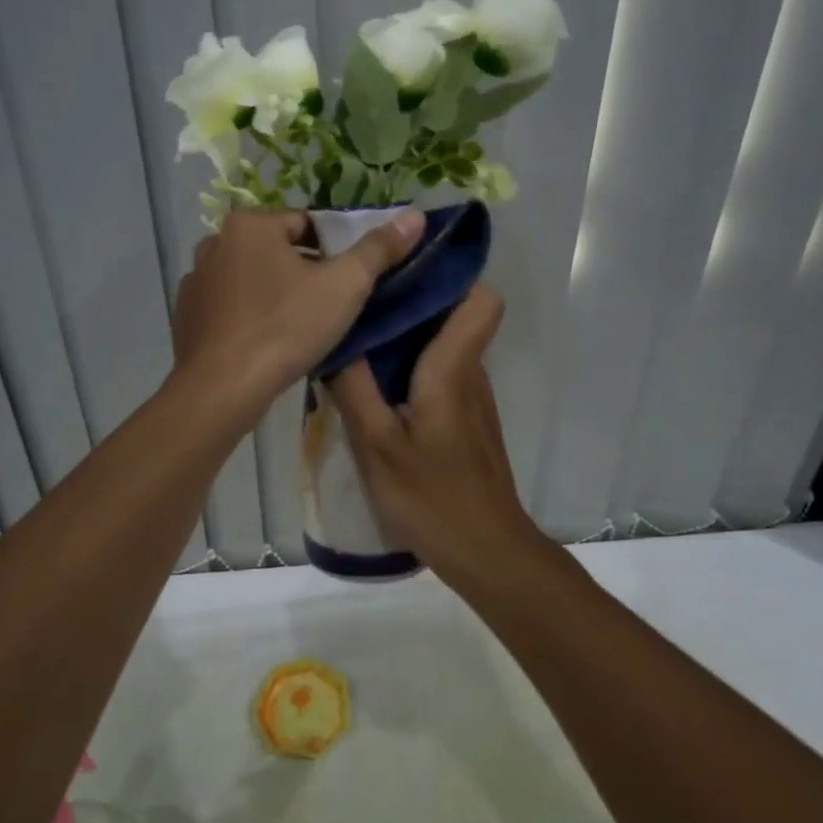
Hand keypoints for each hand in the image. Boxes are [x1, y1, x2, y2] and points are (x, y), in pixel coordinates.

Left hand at [171, 208, 424, 411]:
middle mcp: (215, 242)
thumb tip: (415, 214)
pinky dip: (248, 314)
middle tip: (330, 305)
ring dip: (275, 291)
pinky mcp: (185, 315)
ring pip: (252, 277)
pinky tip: (266, 342)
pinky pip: (229, 305)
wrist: (221, 389)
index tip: (348, 279)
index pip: (306, 223)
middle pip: (277, 248)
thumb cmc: (286, 328)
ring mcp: (195, 280)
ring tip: (300, 326)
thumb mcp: (344, 286)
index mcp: (250, 224)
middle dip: (304, 270)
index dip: (334, 249)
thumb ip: (379, 249)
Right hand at [327, 285, 546, 588]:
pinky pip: (443, 374)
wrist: (487, 552)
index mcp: (453, 370)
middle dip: (413, 301)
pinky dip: (415, 368)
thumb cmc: (432, 498)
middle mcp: (471, 374)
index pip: (481, 300)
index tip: (404, 270)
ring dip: (410, 337)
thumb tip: (334, 338)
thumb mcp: (377, 446)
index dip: (452, 277)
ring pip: (447, 346)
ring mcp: (473, 399)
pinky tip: (378, 387)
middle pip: (456, 316)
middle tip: (362, 301)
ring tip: (361, 338)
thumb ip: (353, 389)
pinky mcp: (468, 421)